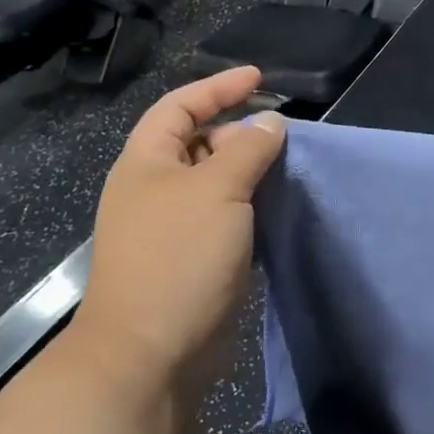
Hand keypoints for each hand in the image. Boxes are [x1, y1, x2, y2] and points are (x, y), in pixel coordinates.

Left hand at [67, 67, 285, 410]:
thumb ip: (248, 149)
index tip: (260, 79)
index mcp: (146, 163)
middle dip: (238, 130)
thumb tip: (270, 124)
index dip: (218, 87)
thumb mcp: (218, 190)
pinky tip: (276, 207)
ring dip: (249, 170)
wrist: (150, 354)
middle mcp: (155, 188)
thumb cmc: (179, 257)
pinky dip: (250, 204)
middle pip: (198, 141)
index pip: (180, 107)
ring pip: (215, 181)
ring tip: (286, 167)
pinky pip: (225, 214)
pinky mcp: (192, 258)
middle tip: (281, 135)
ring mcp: (172, 226)